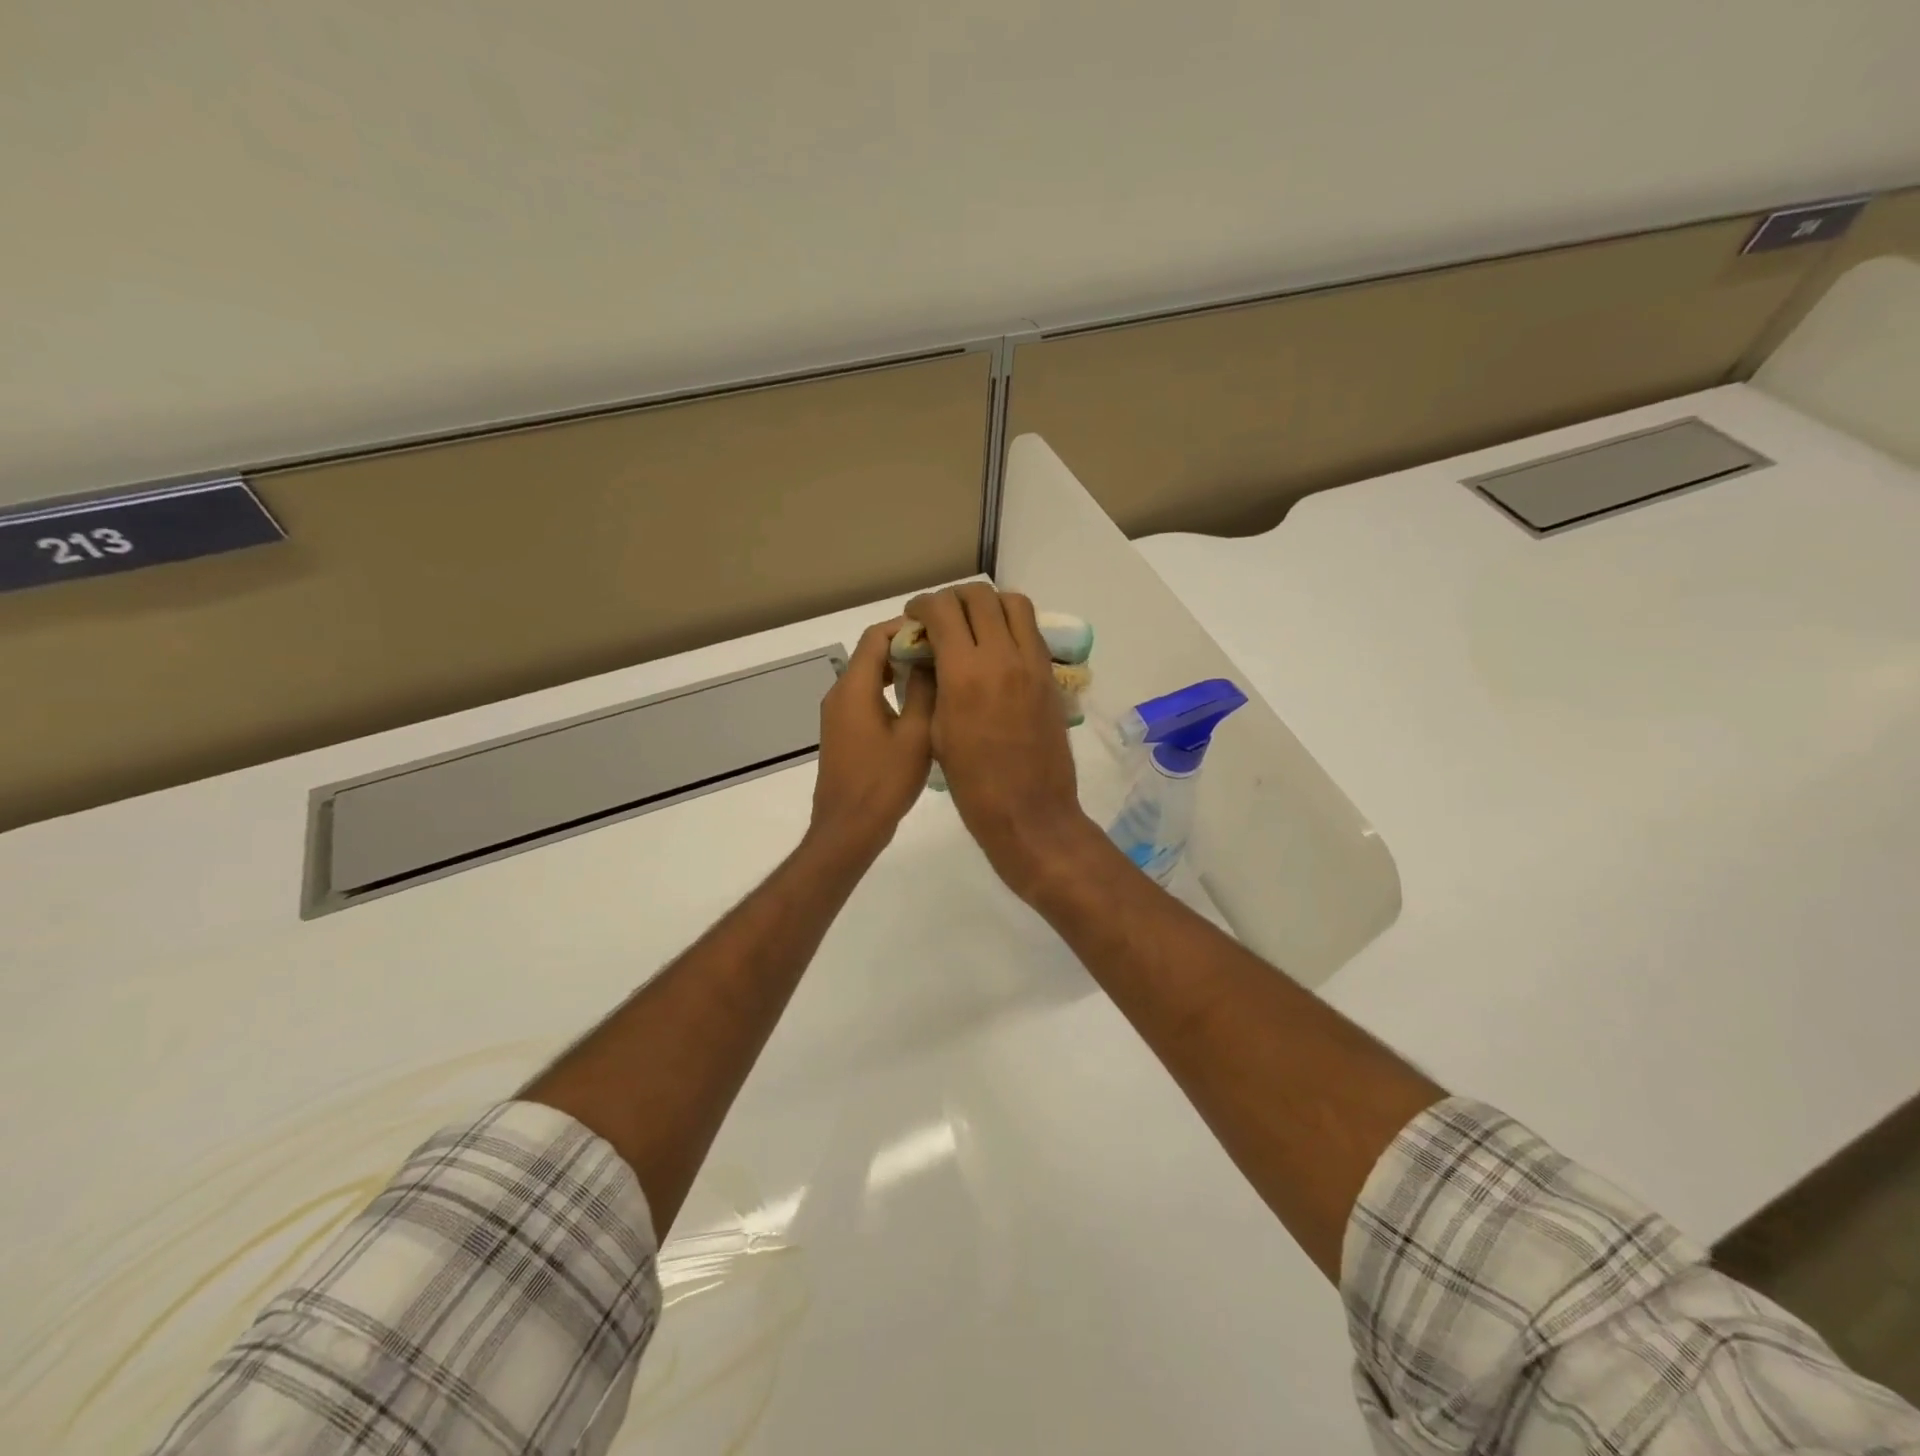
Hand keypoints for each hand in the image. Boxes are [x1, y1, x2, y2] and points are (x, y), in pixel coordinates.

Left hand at [808, 617, 933, 859]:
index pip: (876, 636)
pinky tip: (917, 705)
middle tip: (944, 652)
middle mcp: (839, 694)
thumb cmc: (884, 782)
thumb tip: (931, 659)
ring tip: (937, 675)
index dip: (906, 627)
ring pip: (869, 676)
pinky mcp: (842, 732)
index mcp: (854, 688)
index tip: (940, 631)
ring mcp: (837, 714)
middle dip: (906, 647)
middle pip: (871, 653)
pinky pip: (865, 697)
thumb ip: (924, 691)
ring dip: (899, 670)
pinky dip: (889, 690)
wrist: (848, 829)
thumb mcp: (916, 734)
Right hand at [904, 585, 1097, 899]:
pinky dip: (1010, 625)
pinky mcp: (1050, 676)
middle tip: (940, 618)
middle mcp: (1002, 656)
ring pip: (1013, 603)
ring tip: (972, 624)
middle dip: (953, 598)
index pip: (943, 610)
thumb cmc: (972, 783)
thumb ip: (933, 684)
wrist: (1029, 812)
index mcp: (964, 673)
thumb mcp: (937, 732)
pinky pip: (1031, 631)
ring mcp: (1032, 663)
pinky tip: (996, 647)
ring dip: (987, 604)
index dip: (923, 605)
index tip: (915, 616)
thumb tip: (930, 656)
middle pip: (979, 596)